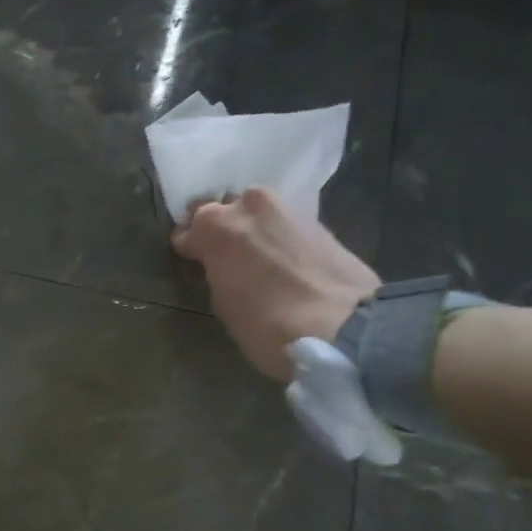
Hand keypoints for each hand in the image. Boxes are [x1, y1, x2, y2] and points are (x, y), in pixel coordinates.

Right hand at [172, 189, 380, 382]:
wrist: (343, 325)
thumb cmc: (266, 323)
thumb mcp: (224, 304)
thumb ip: (217, 274)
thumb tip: (224, 267)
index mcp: (213, 225)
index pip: (188, 231)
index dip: (190, 249)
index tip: (193, 263)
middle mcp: (246, 204)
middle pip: (223, 211)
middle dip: (221, 230)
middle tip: (224, 257)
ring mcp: (285, 206)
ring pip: (256, 213)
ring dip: (252, 230)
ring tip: (255, 257)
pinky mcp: (317, 218)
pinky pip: (283, 223)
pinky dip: (278, 236)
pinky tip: (281, 259)